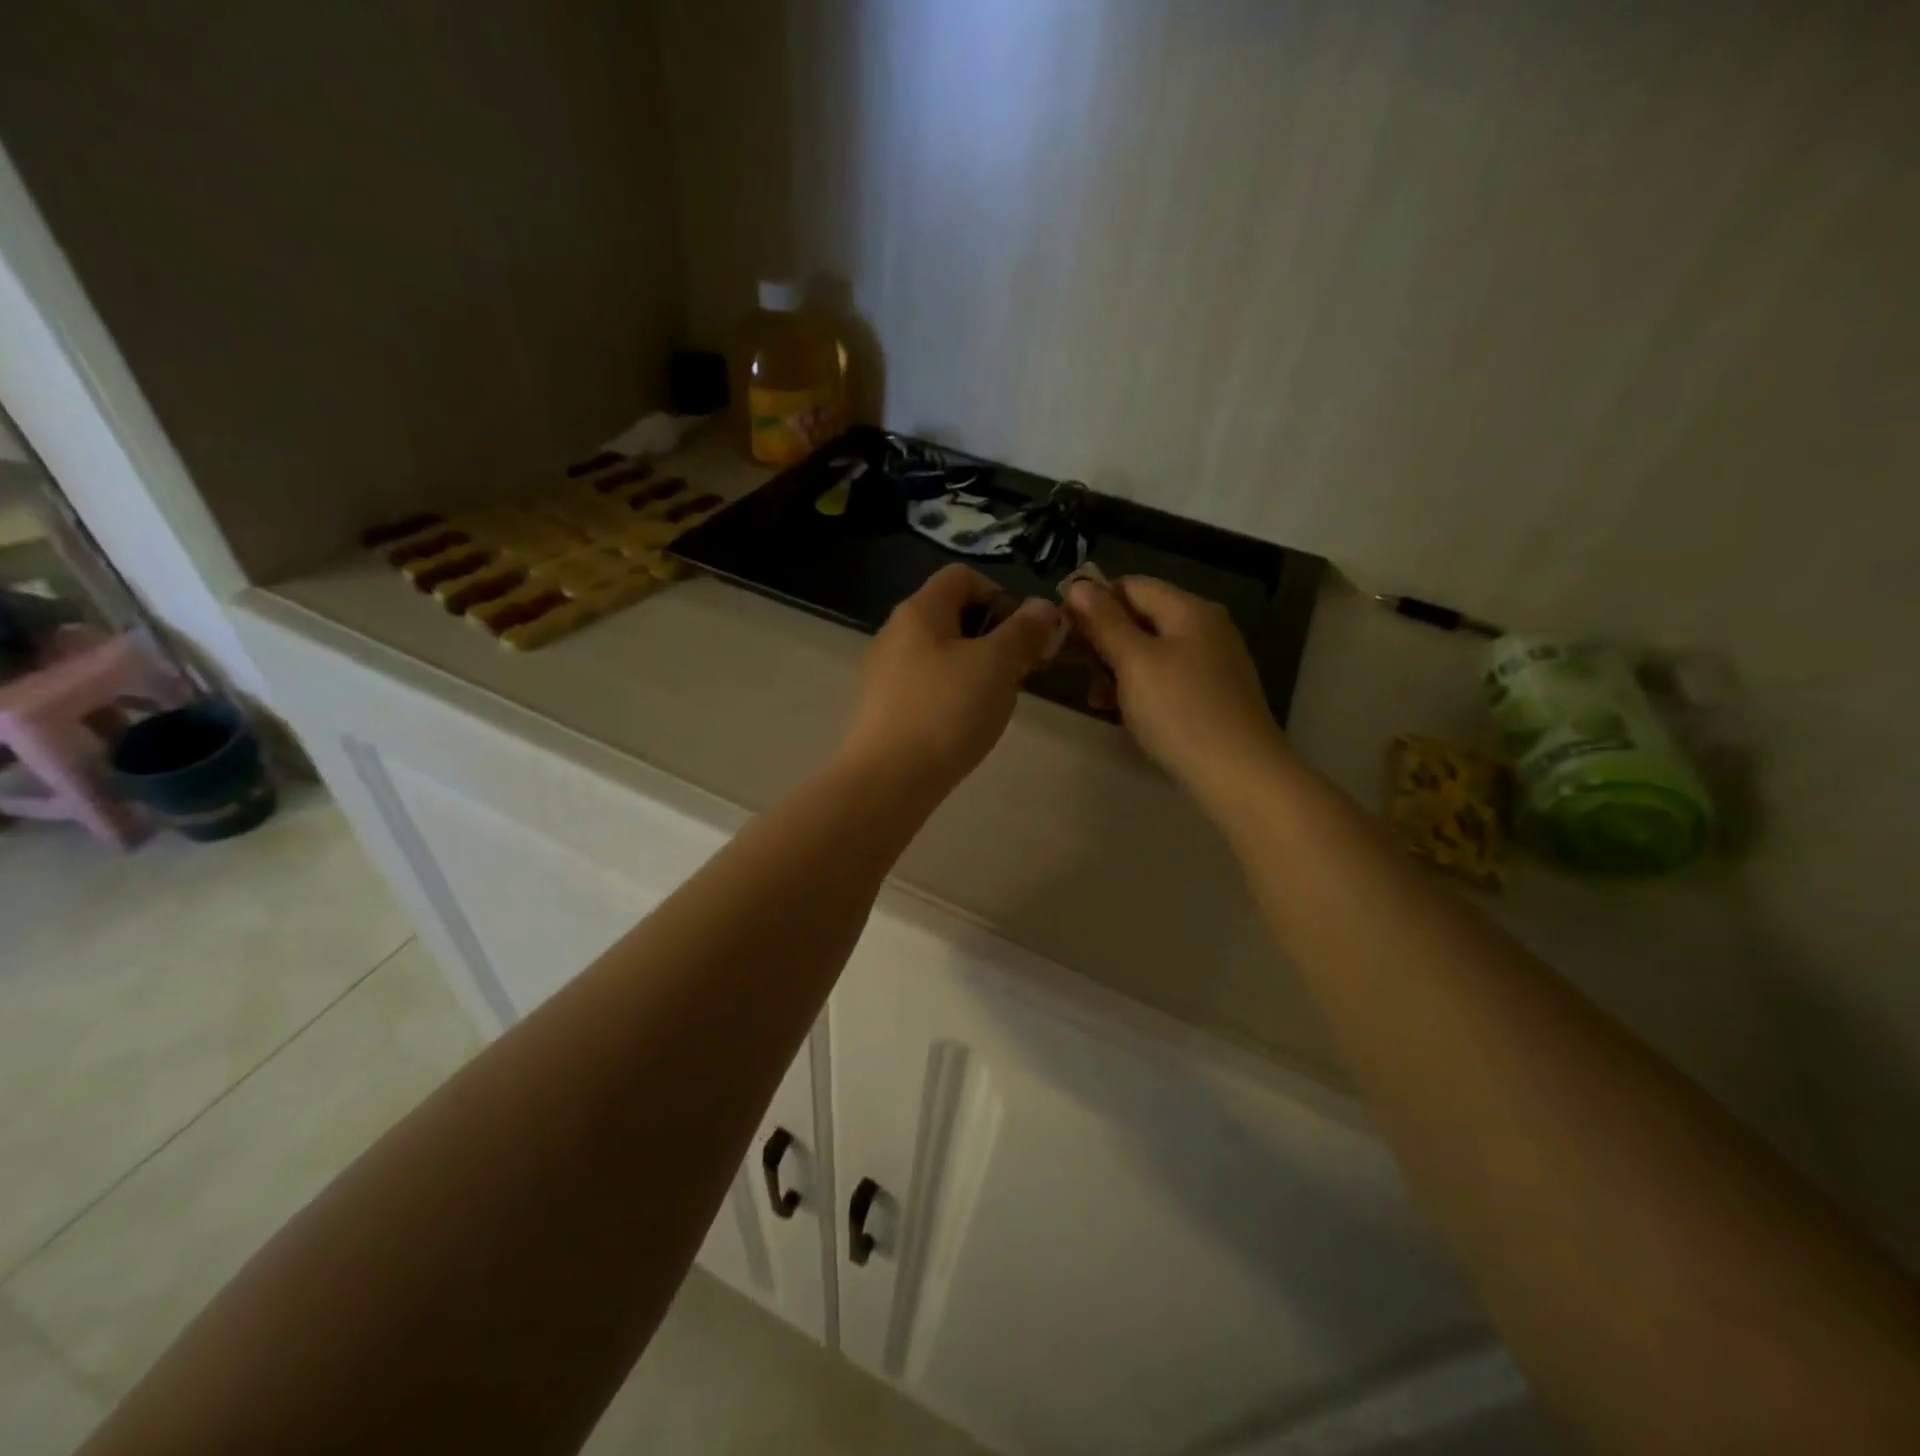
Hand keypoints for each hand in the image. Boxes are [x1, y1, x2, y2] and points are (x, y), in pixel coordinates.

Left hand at [840, 565, 1061, 797]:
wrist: (890, 779)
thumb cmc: (947, 710)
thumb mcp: (997, 664)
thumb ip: (1024, 630)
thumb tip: (1043, 607)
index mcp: (919, 610)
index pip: (962, 576)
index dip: (1000, 594)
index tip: (1024, 632)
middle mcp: (896, 632)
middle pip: (953, 614)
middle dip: (995, 635)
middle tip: (1020, 668)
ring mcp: (887, 671)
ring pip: (944, 652)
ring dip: (978, 666)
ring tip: (998, 698)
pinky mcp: (886, 706)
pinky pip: (929, 683)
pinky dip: (955, 691)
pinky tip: (967, 721)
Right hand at [1064, 575, 1285, 800]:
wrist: (1239, 775)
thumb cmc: (1180, 711)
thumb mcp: (1134, 662)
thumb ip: (1104, 622)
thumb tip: (1077, 585)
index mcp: (1189, 610)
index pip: (1131, 586)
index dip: (1092, 602)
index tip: (1062, 630)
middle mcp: (1205, 628)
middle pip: (1141, 618)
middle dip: (1103, 639)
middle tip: (1071, 666)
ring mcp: (1211, 663)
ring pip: (1150, 652)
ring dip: (1116, 668)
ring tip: (1095, 698)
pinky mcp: (1211, 695)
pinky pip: (1165, 679)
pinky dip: (1139, 689)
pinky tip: (1122, 713)